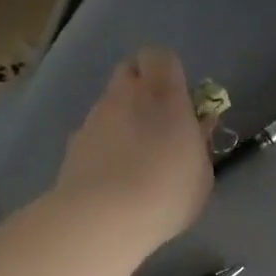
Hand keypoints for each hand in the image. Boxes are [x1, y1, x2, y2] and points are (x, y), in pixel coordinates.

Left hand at [56, 48, 213, 254]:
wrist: (104, 219)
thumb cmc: (168, 192)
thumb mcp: (203, 172)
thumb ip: (200, 142)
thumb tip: (198, 125)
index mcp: (163, 95)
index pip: (160, 56)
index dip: (168, 72)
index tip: (179, 100)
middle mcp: (124, 96)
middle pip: (129, 72)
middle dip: (141, 89)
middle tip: (157, 123)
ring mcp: (94, 118)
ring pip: (109, 104)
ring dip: (121, 119)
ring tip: (134, 158)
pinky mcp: (73, 144)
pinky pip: (93, 133)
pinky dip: (103, 145)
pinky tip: (112, 177)